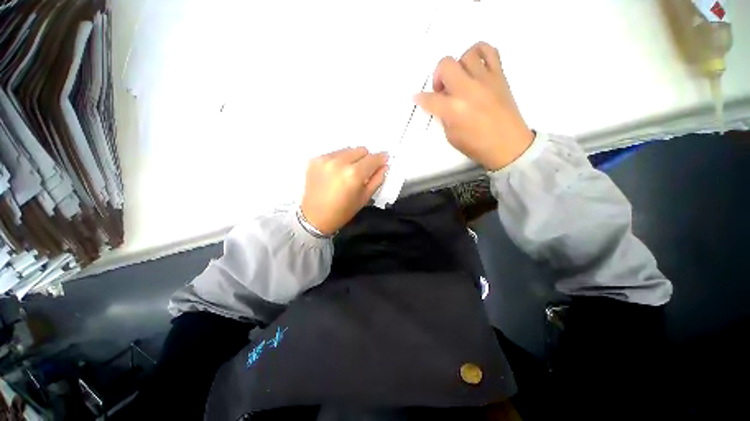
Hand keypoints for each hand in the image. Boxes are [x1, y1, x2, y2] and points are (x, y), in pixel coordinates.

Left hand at [301, 147, 387, 234]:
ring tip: (347, 173)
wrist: (314, 217)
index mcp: (354, 174)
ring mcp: (325, 159)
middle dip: (366, 159)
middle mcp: (339, 162)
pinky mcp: (315, 159)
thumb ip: (377, 179)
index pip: (373, 158)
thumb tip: (384, 166)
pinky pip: (334, 153)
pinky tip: (336, 173)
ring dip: (352, 158)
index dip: (381, 159)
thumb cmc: (342, 212)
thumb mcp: (364, 198)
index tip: (383, 161)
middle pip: (361, 150)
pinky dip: (339, 160)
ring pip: (348, 150)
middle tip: (363, 172)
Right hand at [415, 42, 533, 170]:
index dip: (420, 99)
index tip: (417, 98)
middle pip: (446, 65)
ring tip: (460, 79)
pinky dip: (479, 53)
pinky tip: (475, 66)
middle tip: (442, 90)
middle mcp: (468, 89)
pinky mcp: (499, 75)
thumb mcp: (452, 137)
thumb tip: (442, 105)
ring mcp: (485, 79)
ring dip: (458, 67)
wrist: (508, 145)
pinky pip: (489, 51)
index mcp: (454, 110)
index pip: (429, 99)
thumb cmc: (477, 146)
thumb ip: (444, 117)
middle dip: (438, 76)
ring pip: (467, 55)